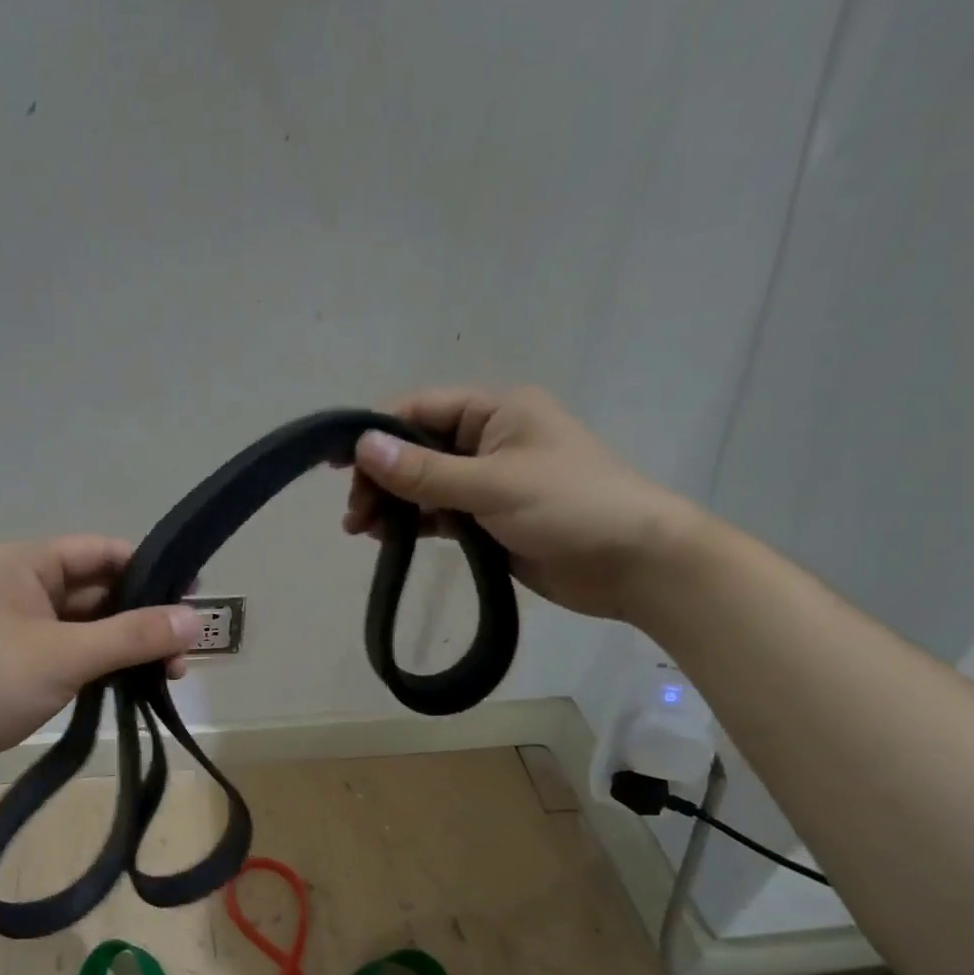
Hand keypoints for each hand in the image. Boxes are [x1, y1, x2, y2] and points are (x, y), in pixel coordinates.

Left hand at [0, 537, 199, 797]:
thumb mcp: (67, 654)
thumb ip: (133, 635)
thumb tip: (196, 620)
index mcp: (25, 564)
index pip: (102, 552)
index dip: (150, 570)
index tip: (194, 597)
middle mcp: (24, 587)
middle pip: (100, 590)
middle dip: (145, 616)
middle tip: (188, 647)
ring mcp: (22, 629)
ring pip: (91, 627)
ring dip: (130, 645)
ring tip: (172, 673)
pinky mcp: (23, 667)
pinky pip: (76, 655)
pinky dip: (107, 666)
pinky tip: (139, 685)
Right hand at [343, 387, 703, 620]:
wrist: (635, 564)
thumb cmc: (570, 507)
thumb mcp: (493, 484)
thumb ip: (425, 470)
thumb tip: (363, 446)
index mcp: (496, 410)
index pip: (420, 410)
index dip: (376, 432)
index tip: (338, 464)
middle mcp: (489, 438)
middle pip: (417, 448)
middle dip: (381, 476)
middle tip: (354, 513)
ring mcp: (488, 480)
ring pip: (424, 483)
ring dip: (391, 502)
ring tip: (359, 530)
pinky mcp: (489, 517)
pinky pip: (439, 511)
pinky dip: (413, 522)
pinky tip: (387, 538)